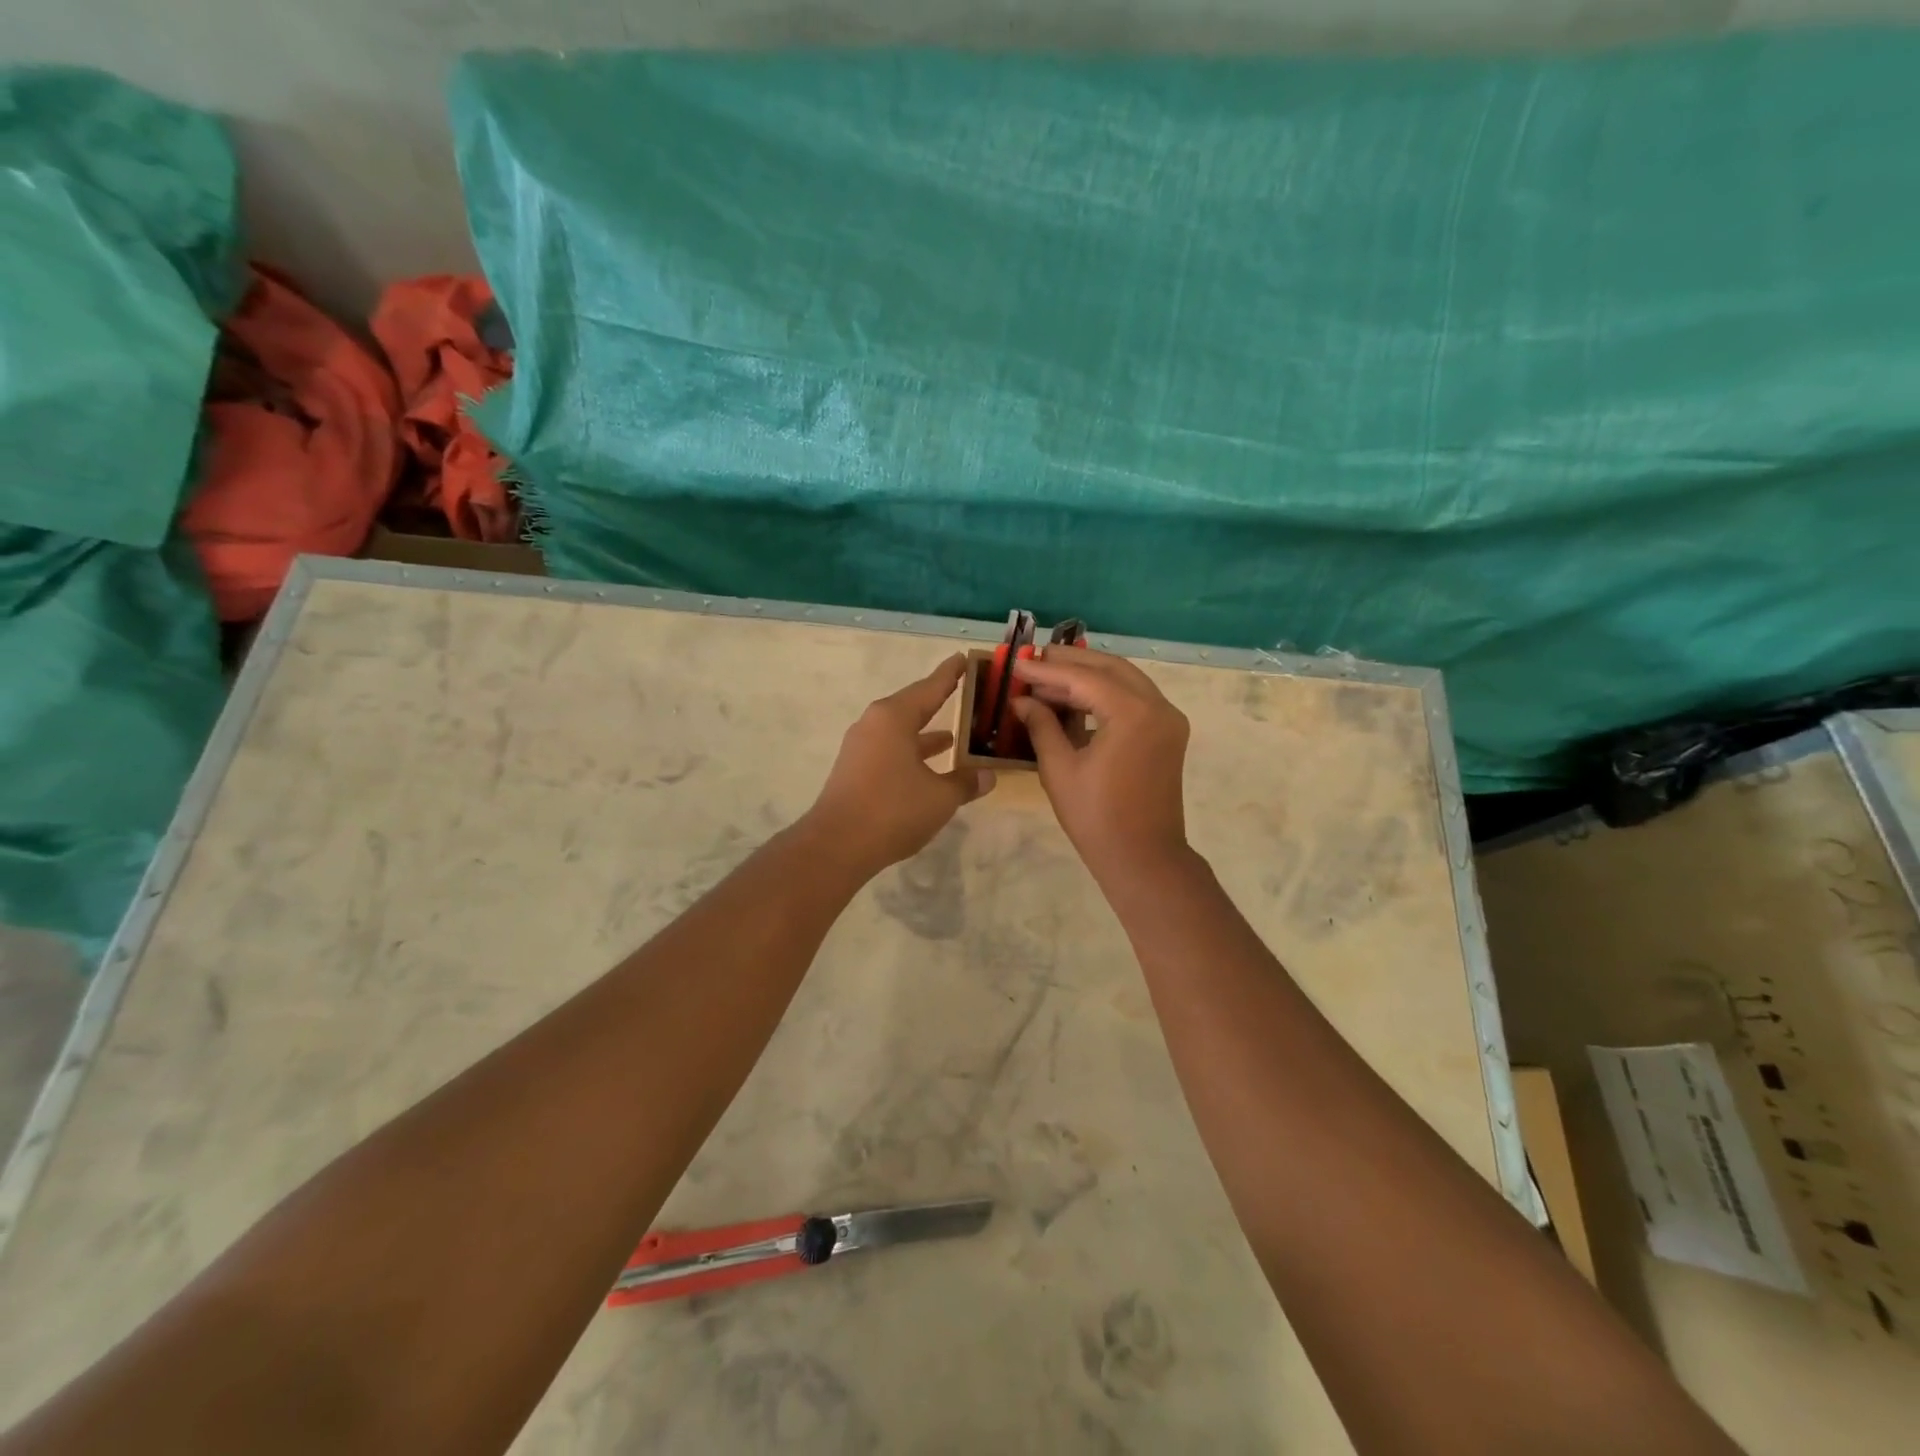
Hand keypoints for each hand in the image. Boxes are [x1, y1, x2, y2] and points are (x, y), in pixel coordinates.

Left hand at [804, 655, 995, 874]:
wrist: (837, 845)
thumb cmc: (893, 810)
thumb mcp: (940, 797)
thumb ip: (965, 782)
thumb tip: (987, 776)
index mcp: (894, 717)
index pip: (930, 687)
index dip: (950, 674)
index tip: (964, 658)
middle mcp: (874, 724)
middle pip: (913, 706)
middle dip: (939, 703)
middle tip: (964, 693)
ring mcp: (861, 747)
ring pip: (901, 731)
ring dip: (926, 734)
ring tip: (954, 736)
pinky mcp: (855, 769)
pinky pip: (891, 750)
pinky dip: (912, 753)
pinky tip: (928, 767)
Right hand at [1012, 649, 1191, 885]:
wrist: (1144, 859)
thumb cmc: (1096, 817)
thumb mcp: (1059, 769)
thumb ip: (1042, 726)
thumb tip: (1021, 700)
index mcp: (1133, 713)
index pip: (1084, 678)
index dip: (1046, 671)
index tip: (1017, 665)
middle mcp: (1158, 706)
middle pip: (1110, 668)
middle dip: (1071, 661)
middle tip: (1034, 658)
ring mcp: (1168, 719)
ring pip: (1125, 680)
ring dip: (1089, 675)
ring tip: (1049, 676)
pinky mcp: (1168, 733)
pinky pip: (1135, 699)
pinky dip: (1106, 693)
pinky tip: (1076, 699)